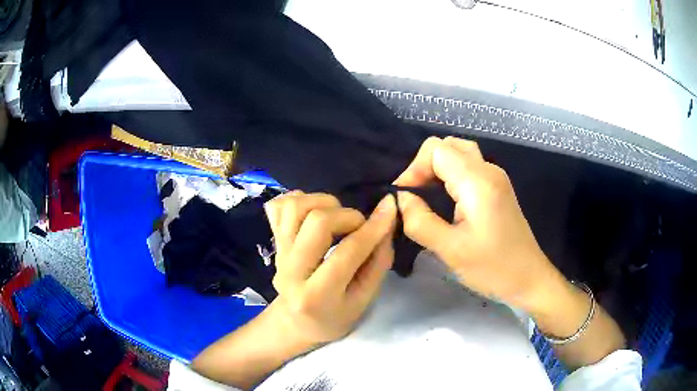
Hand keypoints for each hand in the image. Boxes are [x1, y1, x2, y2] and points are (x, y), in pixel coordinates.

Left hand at [264, 191, 396, 344]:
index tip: (390, 209)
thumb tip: (387, 220)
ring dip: (324, 203)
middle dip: (347, 215)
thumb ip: (378, 263)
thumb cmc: (335, 317)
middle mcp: (290, 271)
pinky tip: (315, 212)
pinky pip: (279, 206)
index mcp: (316, 296)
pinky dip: (300, 200)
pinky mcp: (273, 242)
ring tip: (338, 217)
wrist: (296, 322)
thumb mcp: (364, 301)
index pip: (347, 253)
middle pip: (317, 222)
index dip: (373, 228)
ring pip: (295, 207)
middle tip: (359, 227)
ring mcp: (278, 253)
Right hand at [394, 137, 560, 311]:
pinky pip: (470, 167)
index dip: (414, 168)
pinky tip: (445, 198)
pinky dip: (451, 175)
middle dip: (425, 164)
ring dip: (438, 168)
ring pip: (460, 154)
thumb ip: (419, 221)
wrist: (529, 279)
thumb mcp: (451, 250)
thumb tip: (401, 199)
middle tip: (415, 194)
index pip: (436, 149)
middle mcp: (489, 171)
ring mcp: (497, 178)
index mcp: (478, 181)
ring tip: (426, 194)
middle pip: (449, 145)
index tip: (405, 197)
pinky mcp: (499, 188)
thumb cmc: (493, 268)